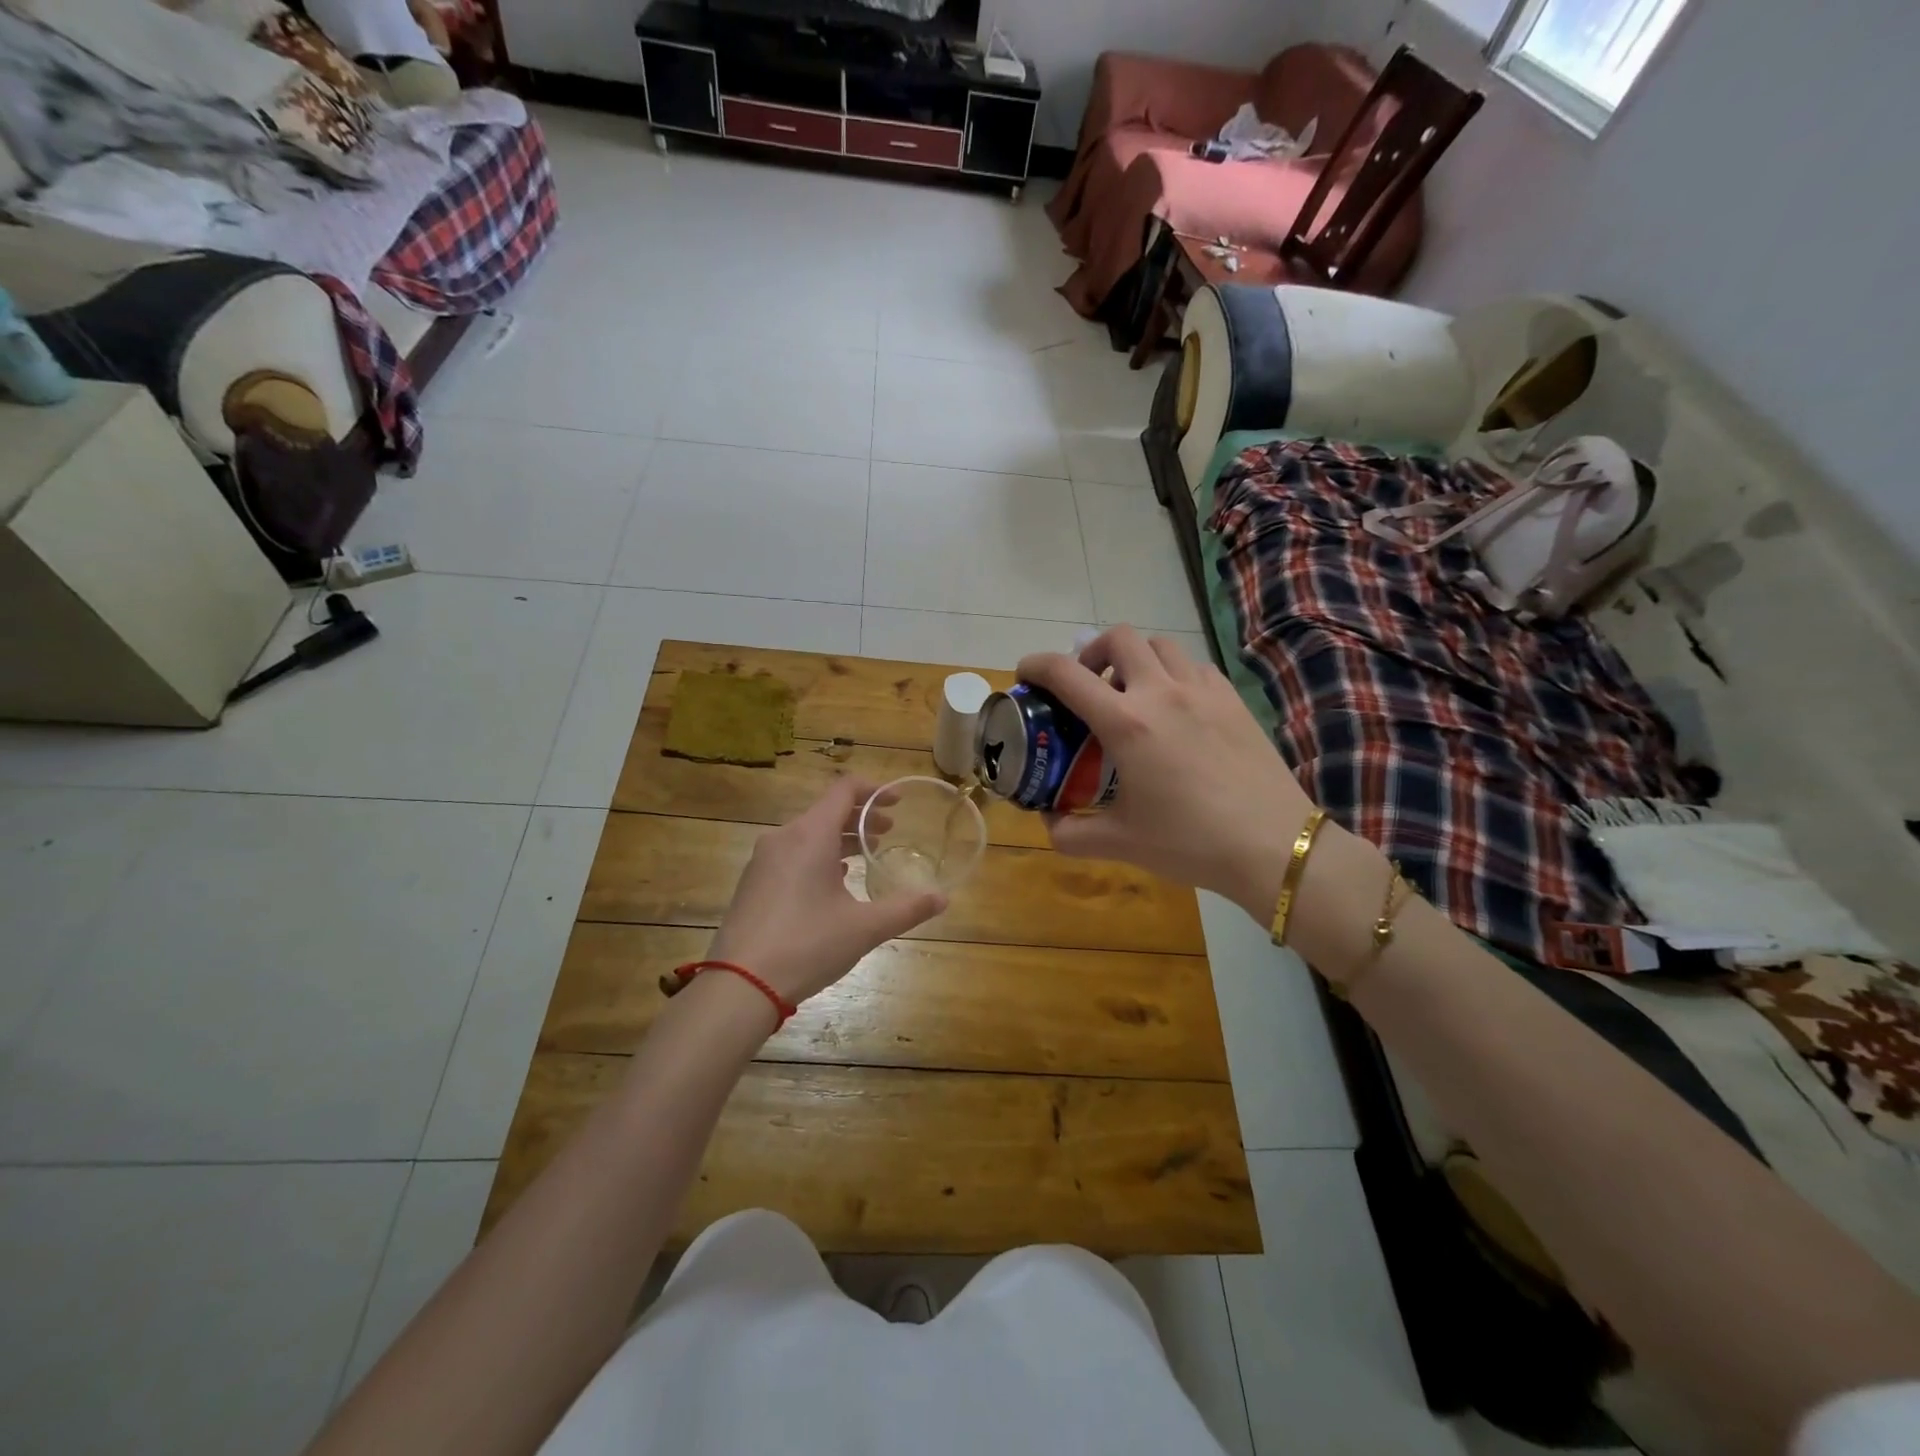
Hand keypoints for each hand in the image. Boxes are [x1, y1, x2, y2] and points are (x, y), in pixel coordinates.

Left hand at [706, 777, 947, 1006]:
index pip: (845, 790)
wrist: (739, 985)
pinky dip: (818, 856)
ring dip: (839, 838)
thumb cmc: (807, 945)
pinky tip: (832, 882)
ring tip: (865, 855)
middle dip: (861, 818)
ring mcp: (763, 861)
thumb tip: (942, 898)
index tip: (899, 802)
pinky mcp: (753, 883)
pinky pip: (792, 854)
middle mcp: (784, 838)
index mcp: (810, 835)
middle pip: (827, 811)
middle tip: (889, 833)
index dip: (876, 791)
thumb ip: (906, 909)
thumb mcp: (864, 928)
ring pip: (808, 834)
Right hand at [1015, 626, 1319, 920]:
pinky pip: (1194, 666)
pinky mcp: (1233, 699)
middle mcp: (1161, 692)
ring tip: (1132, 692)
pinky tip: (1176, 708)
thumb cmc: (1190, 843)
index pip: (1066, 673)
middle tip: (1088, 684)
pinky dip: (1173, 673)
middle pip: (1118, 637)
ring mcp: (1203, 690)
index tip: (1026, 675)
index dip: (1036, 665)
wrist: (1273, 846)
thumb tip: (1048, 823)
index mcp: (1126, 723)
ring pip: (1160, 645)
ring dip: (1136, 658)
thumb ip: (1071, 833)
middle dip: (1092, 651)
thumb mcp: (1120, 843)